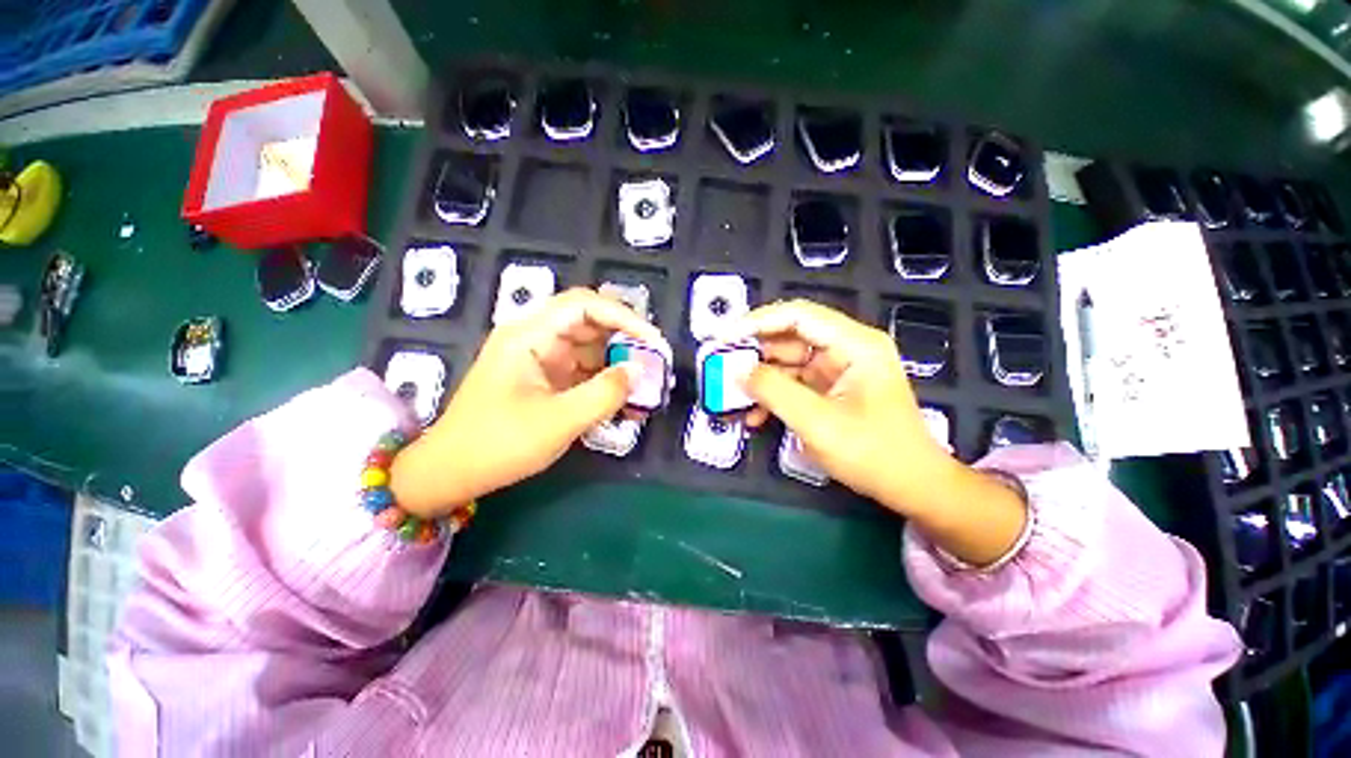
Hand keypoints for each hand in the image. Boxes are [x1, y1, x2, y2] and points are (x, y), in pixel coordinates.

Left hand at [390, 288, 665, 517]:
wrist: (452, 473)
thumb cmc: (498, 444)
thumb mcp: (558, 421)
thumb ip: (604, 394)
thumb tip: (639, 371)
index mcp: (529, 335)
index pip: (585, 305)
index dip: (624, 317)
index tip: (654, 342)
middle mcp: (536, 338)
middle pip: (590, 322)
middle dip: (625, 340)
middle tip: (655, 362)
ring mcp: (541, 358)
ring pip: (591, 347)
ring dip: (618, 363)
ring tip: (645, 385)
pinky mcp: (547, 378)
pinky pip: (584, 370)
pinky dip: (606, 381)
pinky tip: (625, 399)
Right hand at [738, 300, 1027, 565]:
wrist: (912, 487)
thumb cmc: (873, 454)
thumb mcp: (817, 422)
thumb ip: (774, 392)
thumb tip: (737, 371)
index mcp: (854, 344)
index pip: (797, 316)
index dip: (756, 322)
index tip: (723, 337)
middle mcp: (846, 348)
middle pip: (789, 337)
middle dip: (753, 354)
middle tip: (721, 368)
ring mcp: (838, 369)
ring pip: (787, 362)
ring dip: (760, 380)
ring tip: (732, 397)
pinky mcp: (830, 389)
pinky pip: (794, 384)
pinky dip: (773, 397)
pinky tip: (755, 417)